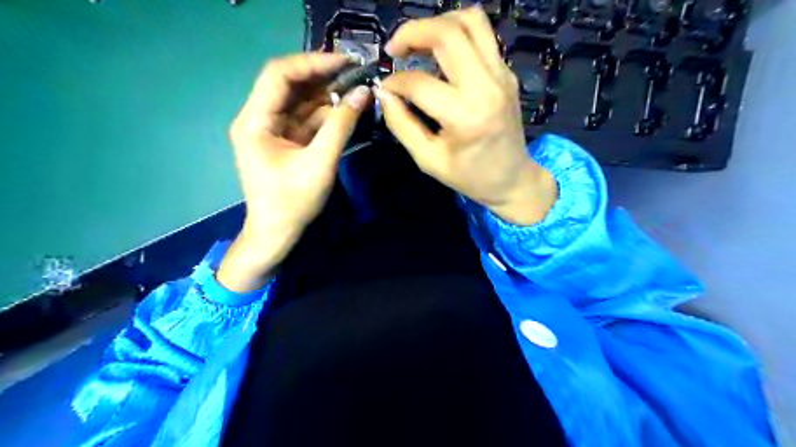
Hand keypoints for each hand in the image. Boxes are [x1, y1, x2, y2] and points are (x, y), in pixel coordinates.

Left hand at [215, 52, 369, 291]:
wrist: (276, 234)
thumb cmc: (292, 202)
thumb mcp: (320, 163)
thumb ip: (341, 126)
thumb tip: (364, 93)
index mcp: (255, 121)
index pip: (279, 75)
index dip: (312, 63)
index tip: (346, 62)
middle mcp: (259, 119)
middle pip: (289, 85)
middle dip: (323, 77)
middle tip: (356, 73)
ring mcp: (272, 130)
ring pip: (300, 101)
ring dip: (327, 95)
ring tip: (357, 88)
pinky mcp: (285, 141)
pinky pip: (306, 119)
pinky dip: (326, 114)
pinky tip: (346, 109)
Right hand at [378, 6, 555, 227]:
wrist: (513, 178)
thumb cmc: (469, 176)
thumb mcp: (428, 159)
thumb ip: (402, 125)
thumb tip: (384, 93)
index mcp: (465, 116)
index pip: (420, 82)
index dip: (394, 82)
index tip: (384, 89)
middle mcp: (487, 86)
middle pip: (447, 32)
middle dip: (412, 32)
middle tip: (394, 50)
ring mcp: (501, 74)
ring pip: (470, 21)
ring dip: (437, 24)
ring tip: (418, 44)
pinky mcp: (506, 72)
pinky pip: (481, 36)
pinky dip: (455, 36)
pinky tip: (440, 57)